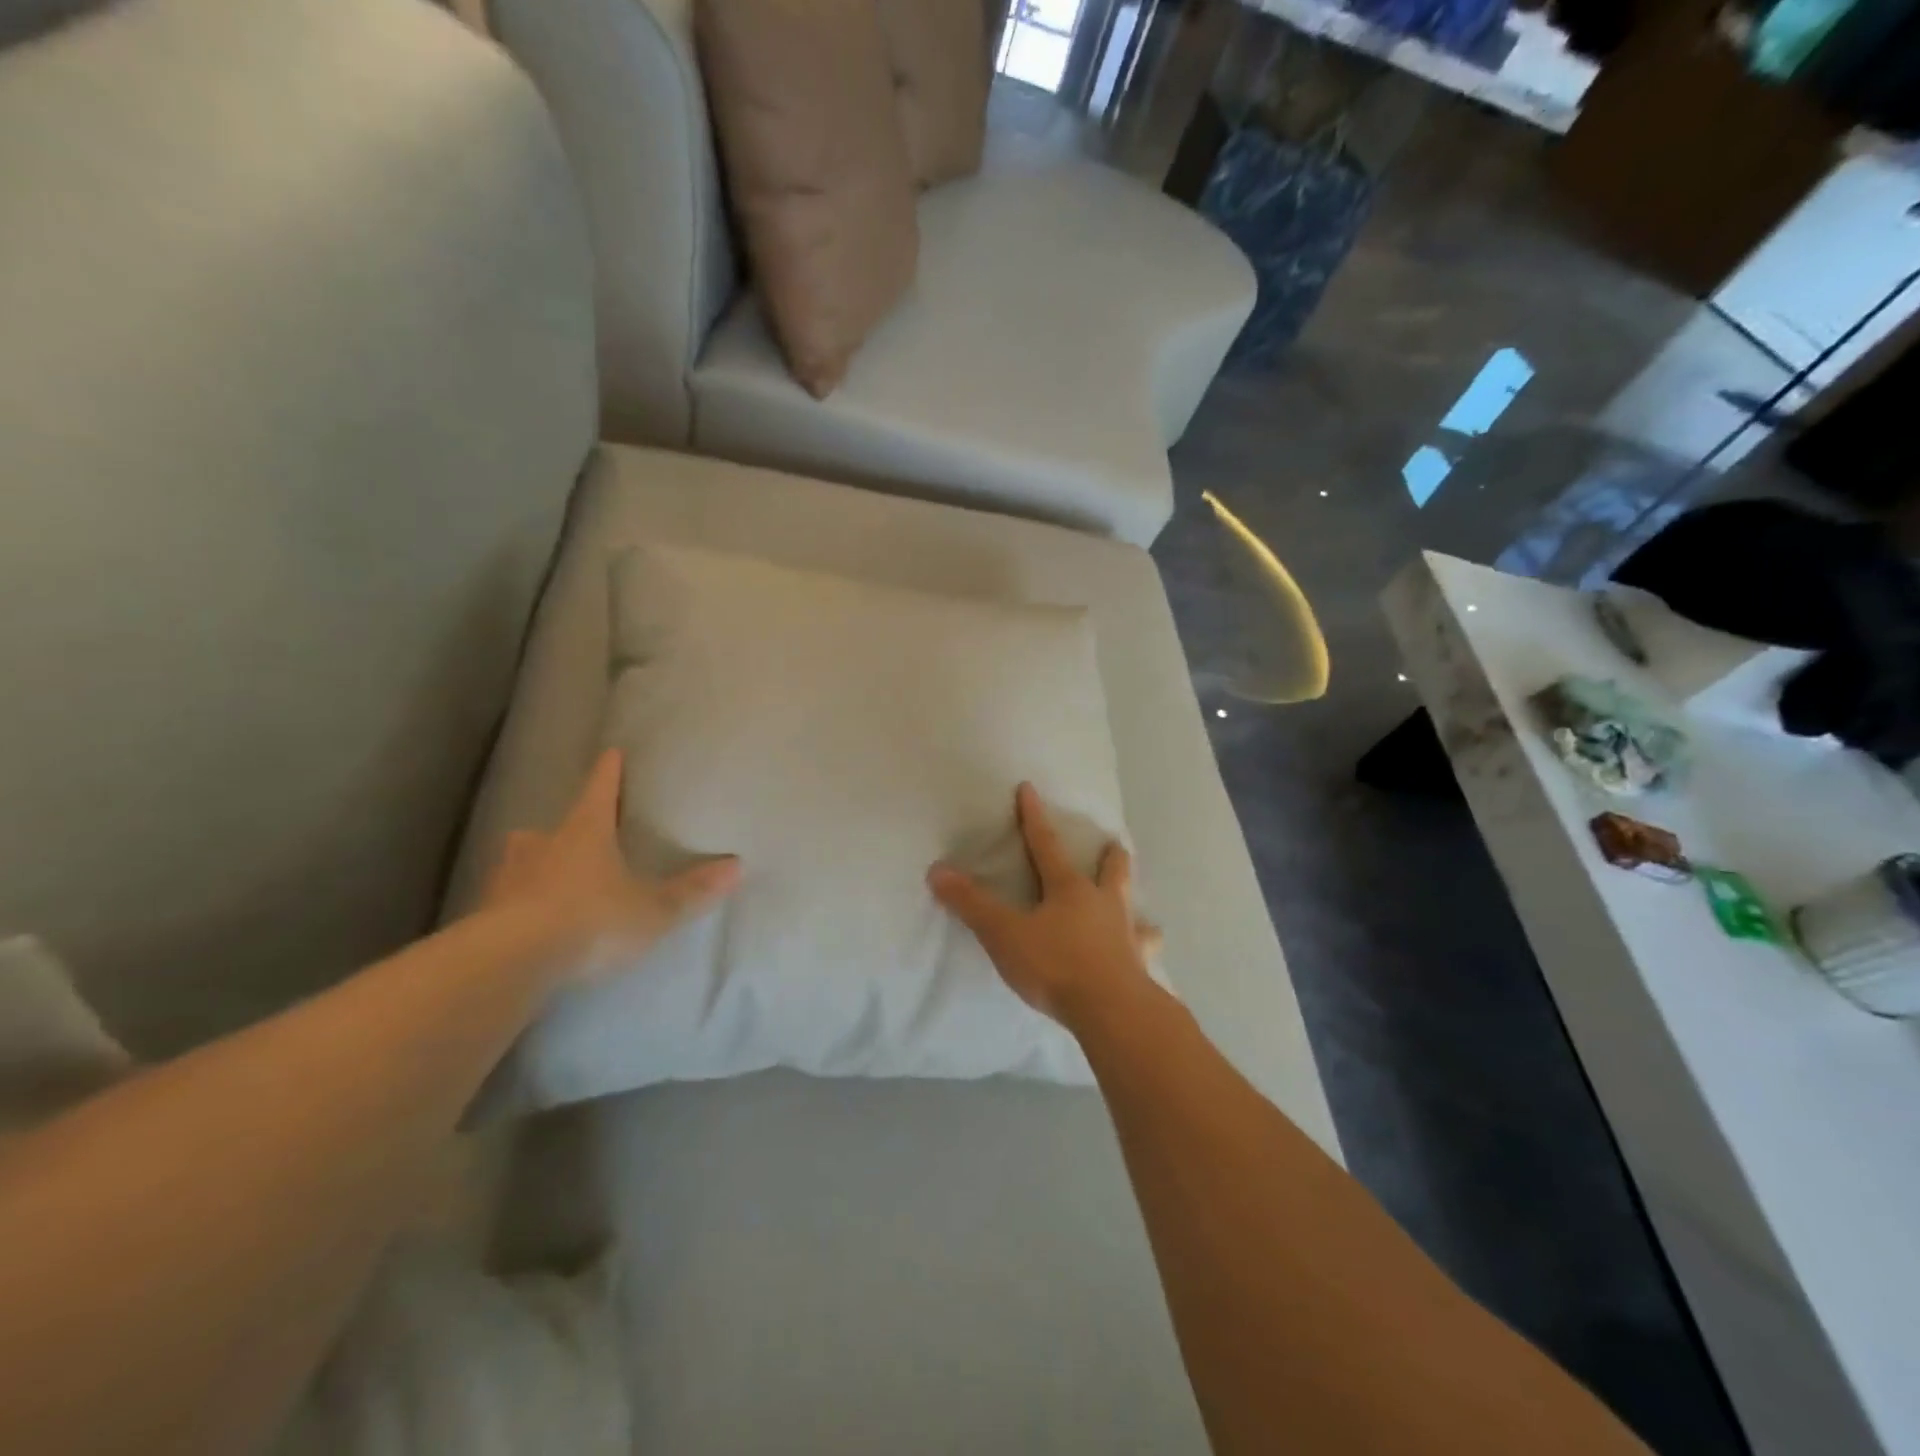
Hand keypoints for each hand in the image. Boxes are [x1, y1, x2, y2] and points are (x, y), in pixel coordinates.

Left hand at [482, 748, 740, 976]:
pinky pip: (500, 903)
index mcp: (585, 833)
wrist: (513, 961)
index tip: (611, 753)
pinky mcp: (482, 916)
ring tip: (542, 883)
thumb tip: (737, 865)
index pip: (600, 791)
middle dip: (559, 832)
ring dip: (529, 868)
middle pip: (548, 829)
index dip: (608, 773)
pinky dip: (511, 907)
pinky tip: (521, 926)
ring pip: (517, 864)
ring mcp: (505, 880)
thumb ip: (692, 891)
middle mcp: (541, 847)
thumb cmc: (592, 920)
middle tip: (568, 839)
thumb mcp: (653, 910)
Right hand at [927, 782, 1156, 1030]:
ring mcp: (1127, 935)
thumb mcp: (1004, 934)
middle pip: (1110, 871)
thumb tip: (938, 870)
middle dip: (1109, 856)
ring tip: (1137, 907)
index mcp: (1068, 889)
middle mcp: (1103, 904)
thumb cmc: (1055, 965)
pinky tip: (1151, 953)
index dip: (1033, 817)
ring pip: (1135, 910)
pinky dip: (1147, 949)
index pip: (1045, 844)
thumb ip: (972, 904)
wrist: (1111, 1010)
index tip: (1029, 789)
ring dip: (1132, 902)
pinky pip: (1147, 953)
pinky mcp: (1140, 967)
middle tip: (1114, 843)